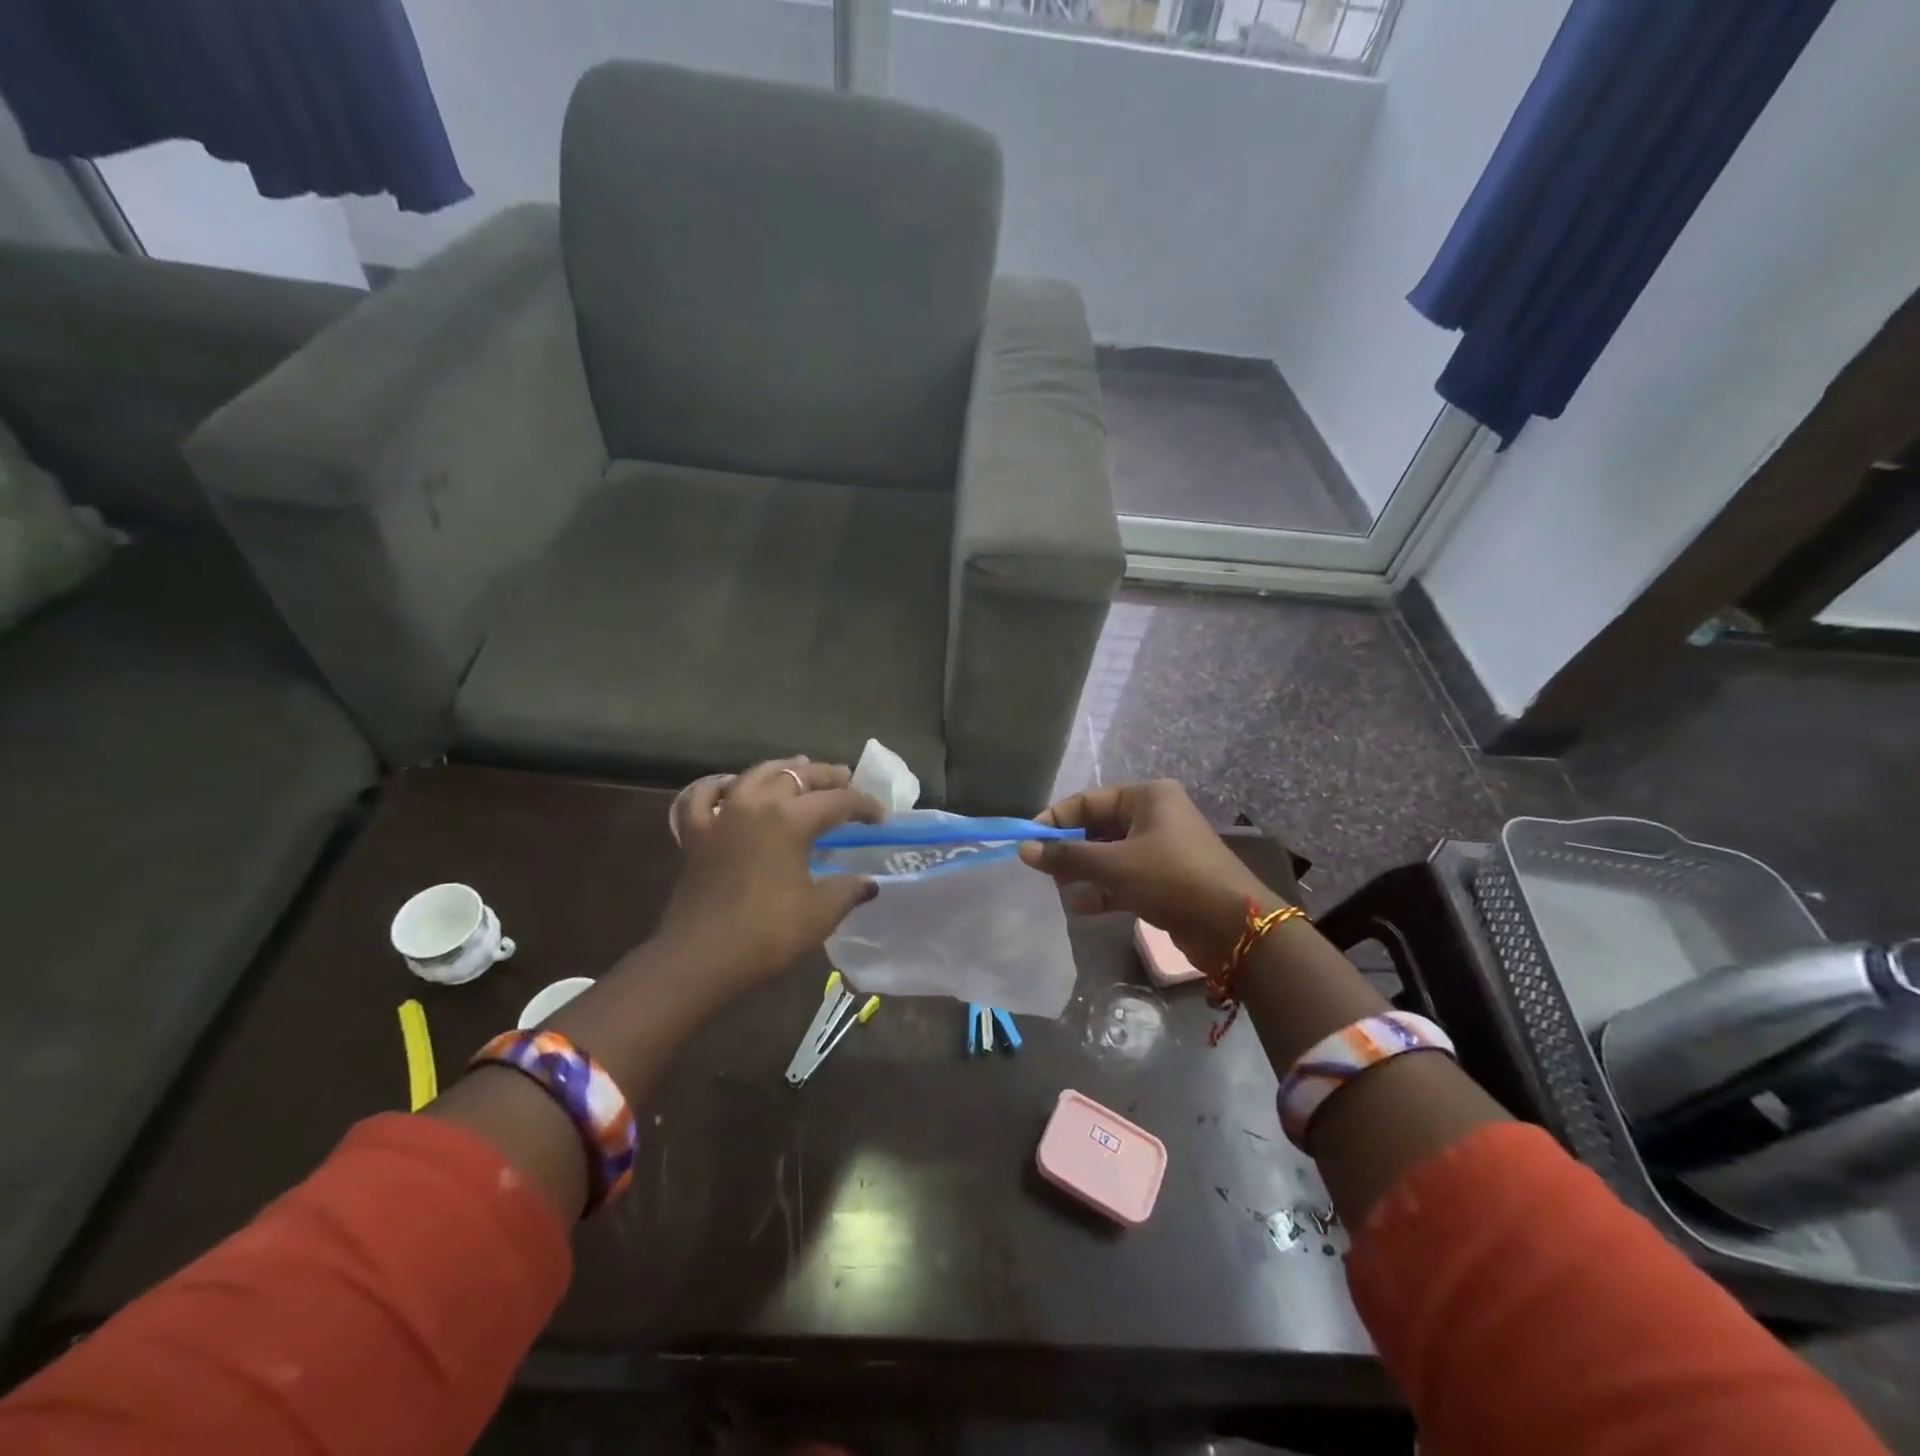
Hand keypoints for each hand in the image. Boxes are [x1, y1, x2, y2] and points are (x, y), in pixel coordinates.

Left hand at [652, 758, 883, 1003]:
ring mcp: (720, 816)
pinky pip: (704, 796)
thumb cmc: (765, 935)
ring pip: (754, 775)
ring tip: (798, 768)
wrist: (697, 960)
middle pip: (797, 777)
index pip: (837, 801)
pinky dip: (720, 786)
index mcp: (790, 820)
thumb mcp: (819, 914)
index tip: (881, 817)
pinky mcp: (695, 834)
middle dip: (826, 776)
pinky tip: (730, 787)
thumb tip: (868, 883)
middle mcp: (755, 805)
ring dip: (781, 769)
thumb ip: (847, 891)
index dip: (864, 805)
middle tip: (846, 778)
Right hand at [1018, 780, 1283, 971]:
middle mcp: (1155, 817)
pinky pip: (1124, 878)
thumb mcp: (1113, 865)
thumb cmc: (1170, 878)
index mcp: (1148, 797)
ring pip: (1110, 855)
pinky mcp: (1166, 880)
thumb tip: (1024, 850)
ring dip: (1084, 873)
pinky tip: (1080, 907)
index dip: (1056, 820)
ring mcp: (1162, 849)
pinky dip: (1103, 890)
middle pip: (1099, 828)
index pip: (1089, 801)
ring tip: (1059, 890)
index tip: (1028, 842)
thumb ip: (1067, 856)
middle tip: (1043, 870)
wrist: (1233, 928)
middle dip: (1070, 850)